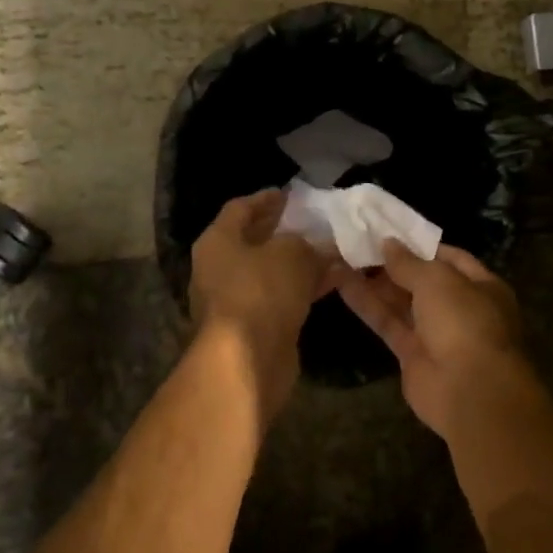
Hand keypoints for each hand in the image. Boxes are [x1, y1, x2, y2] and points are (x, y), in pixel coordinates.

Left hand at [190, 190, 338, 374]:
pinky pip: (282, 296)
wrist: (247, 359)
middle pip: (255, 240)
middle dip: (285, 231)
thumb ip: (306, 243)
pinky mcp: (255, 325)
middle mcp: (220, 267)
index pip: (240, 208)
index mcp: (218, 240)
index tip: (291, 194)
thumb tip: (319, 245)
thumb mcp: (291, 253)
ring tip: (333, 249)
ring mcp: (236, 298)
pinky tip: (334, 279)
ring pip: (272, 271)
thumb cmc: (261, 291)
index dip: (266, 199)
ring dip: (300, 261)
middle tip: (314, 221)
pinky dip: (304, 286)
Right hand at [337, 241, 532, 440]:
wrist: (469, 391)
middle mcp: (460, 307)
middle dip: (393, 264)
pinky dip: (367, 304)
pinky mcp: (412, 355)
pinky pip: (388, 323)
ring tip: (343, 257)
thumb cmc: (464, 322)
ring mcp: (436, 333)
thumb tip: (387, 243)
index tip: (389, 232)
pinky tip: (342, 283)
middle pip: (422, 280)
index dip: (420, 245)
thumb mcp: (437, 280)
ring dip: (375, 282)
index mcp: (481, 285)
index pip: (449, 257)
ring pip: (401, 302)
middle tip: (358, 243)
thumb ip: (409, 262)